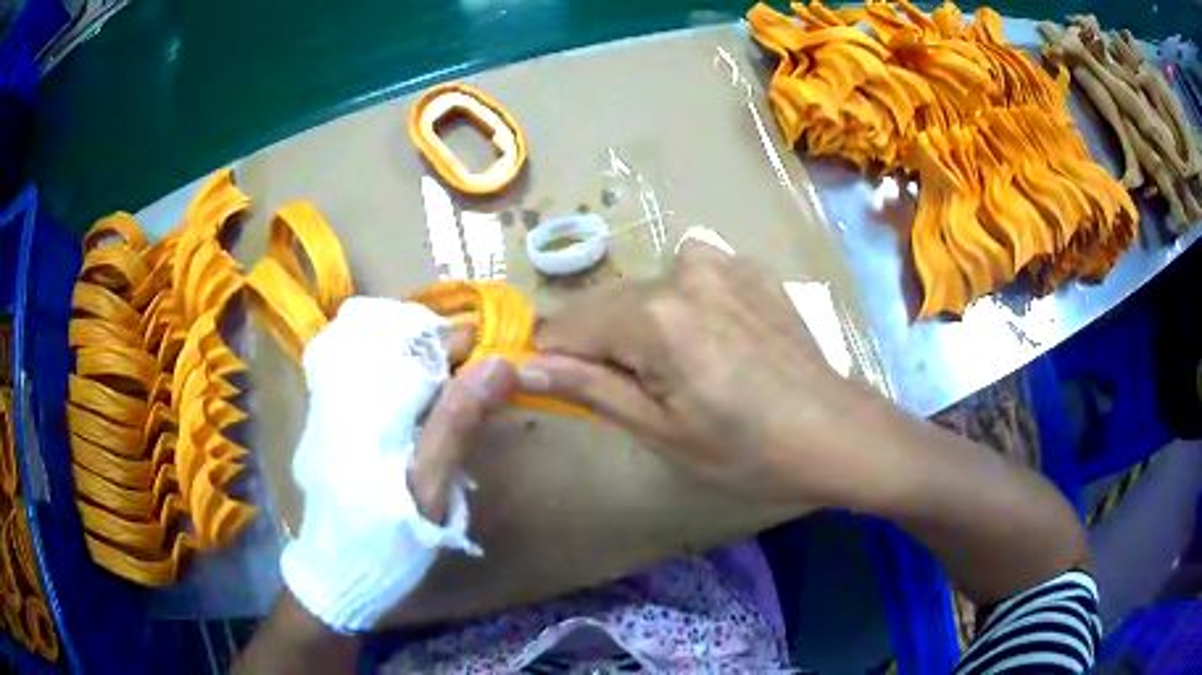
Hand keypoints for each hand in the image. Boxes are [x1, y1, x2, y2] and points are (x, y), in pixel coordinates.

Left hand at [282, 298, 515, 632]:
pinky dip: (408, 378)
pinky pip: (373, 373)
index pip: (425, 339)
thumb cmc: (386, 536)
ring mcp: (334, 395)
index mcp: (370, 396)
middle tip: (484, 384)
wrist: (337, 569)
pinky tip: (427, 408)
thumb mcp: (429, 486)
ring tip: (463, 395)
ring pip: (389, 352)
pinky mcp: (333, 413)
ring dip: (431, 364)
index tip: (503, 364)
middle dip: (450, 350)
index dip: (470, 344)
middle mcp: (347, 383)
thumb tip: (501, 361)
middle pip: (405, 336)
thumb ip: (458, 421)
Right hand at [525, 241, 883, 506]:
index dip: (550, 356)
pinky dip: (681, 304)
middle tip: (619, 391)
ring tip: (673, 368)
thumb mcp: (660, 431)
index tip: (546, 383)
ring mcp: (721, 262)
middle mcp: (681, 271)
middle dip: (597, 344)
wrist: (835, 433)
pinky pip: (690, 277)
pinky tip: (711, 338)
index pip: (568, 326)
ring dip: (640, 324)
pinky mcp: (749, 267)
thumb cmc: (746, 451)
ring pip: (646, 290)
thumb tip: (523, 365)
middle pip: (607, 305)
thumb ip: (589, 388)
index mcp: (654, 317)